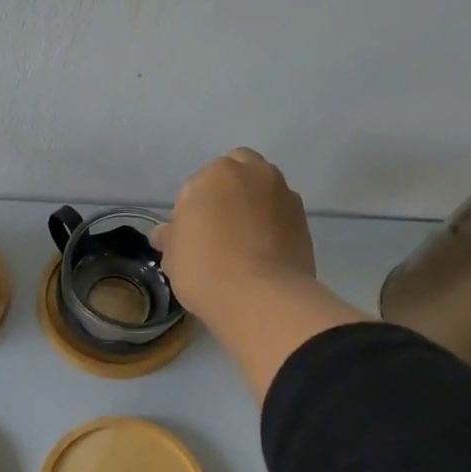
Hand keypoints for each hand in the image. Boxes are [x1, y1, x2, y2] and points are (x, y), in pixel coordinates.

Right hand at [153, 148, 316, 320]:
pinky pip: (279, 215)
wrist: (260, 298)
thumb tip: (166, 233)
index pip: (196, 185)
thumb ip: (171, 236)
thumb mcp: (173, 256)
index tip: (189, 236)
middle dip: (226, 194)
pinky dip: (271, 225)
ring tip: (242, 242)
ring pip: (262, 191)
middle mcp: (253, 173)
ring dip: (252, 206)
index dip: (191, 210)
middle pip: (236, 174)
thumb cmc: (205, 269)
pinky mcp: (303, 219)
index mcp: (216, 174)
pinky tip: (261, 252)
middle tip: (217, 230)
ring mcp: (283, 194)